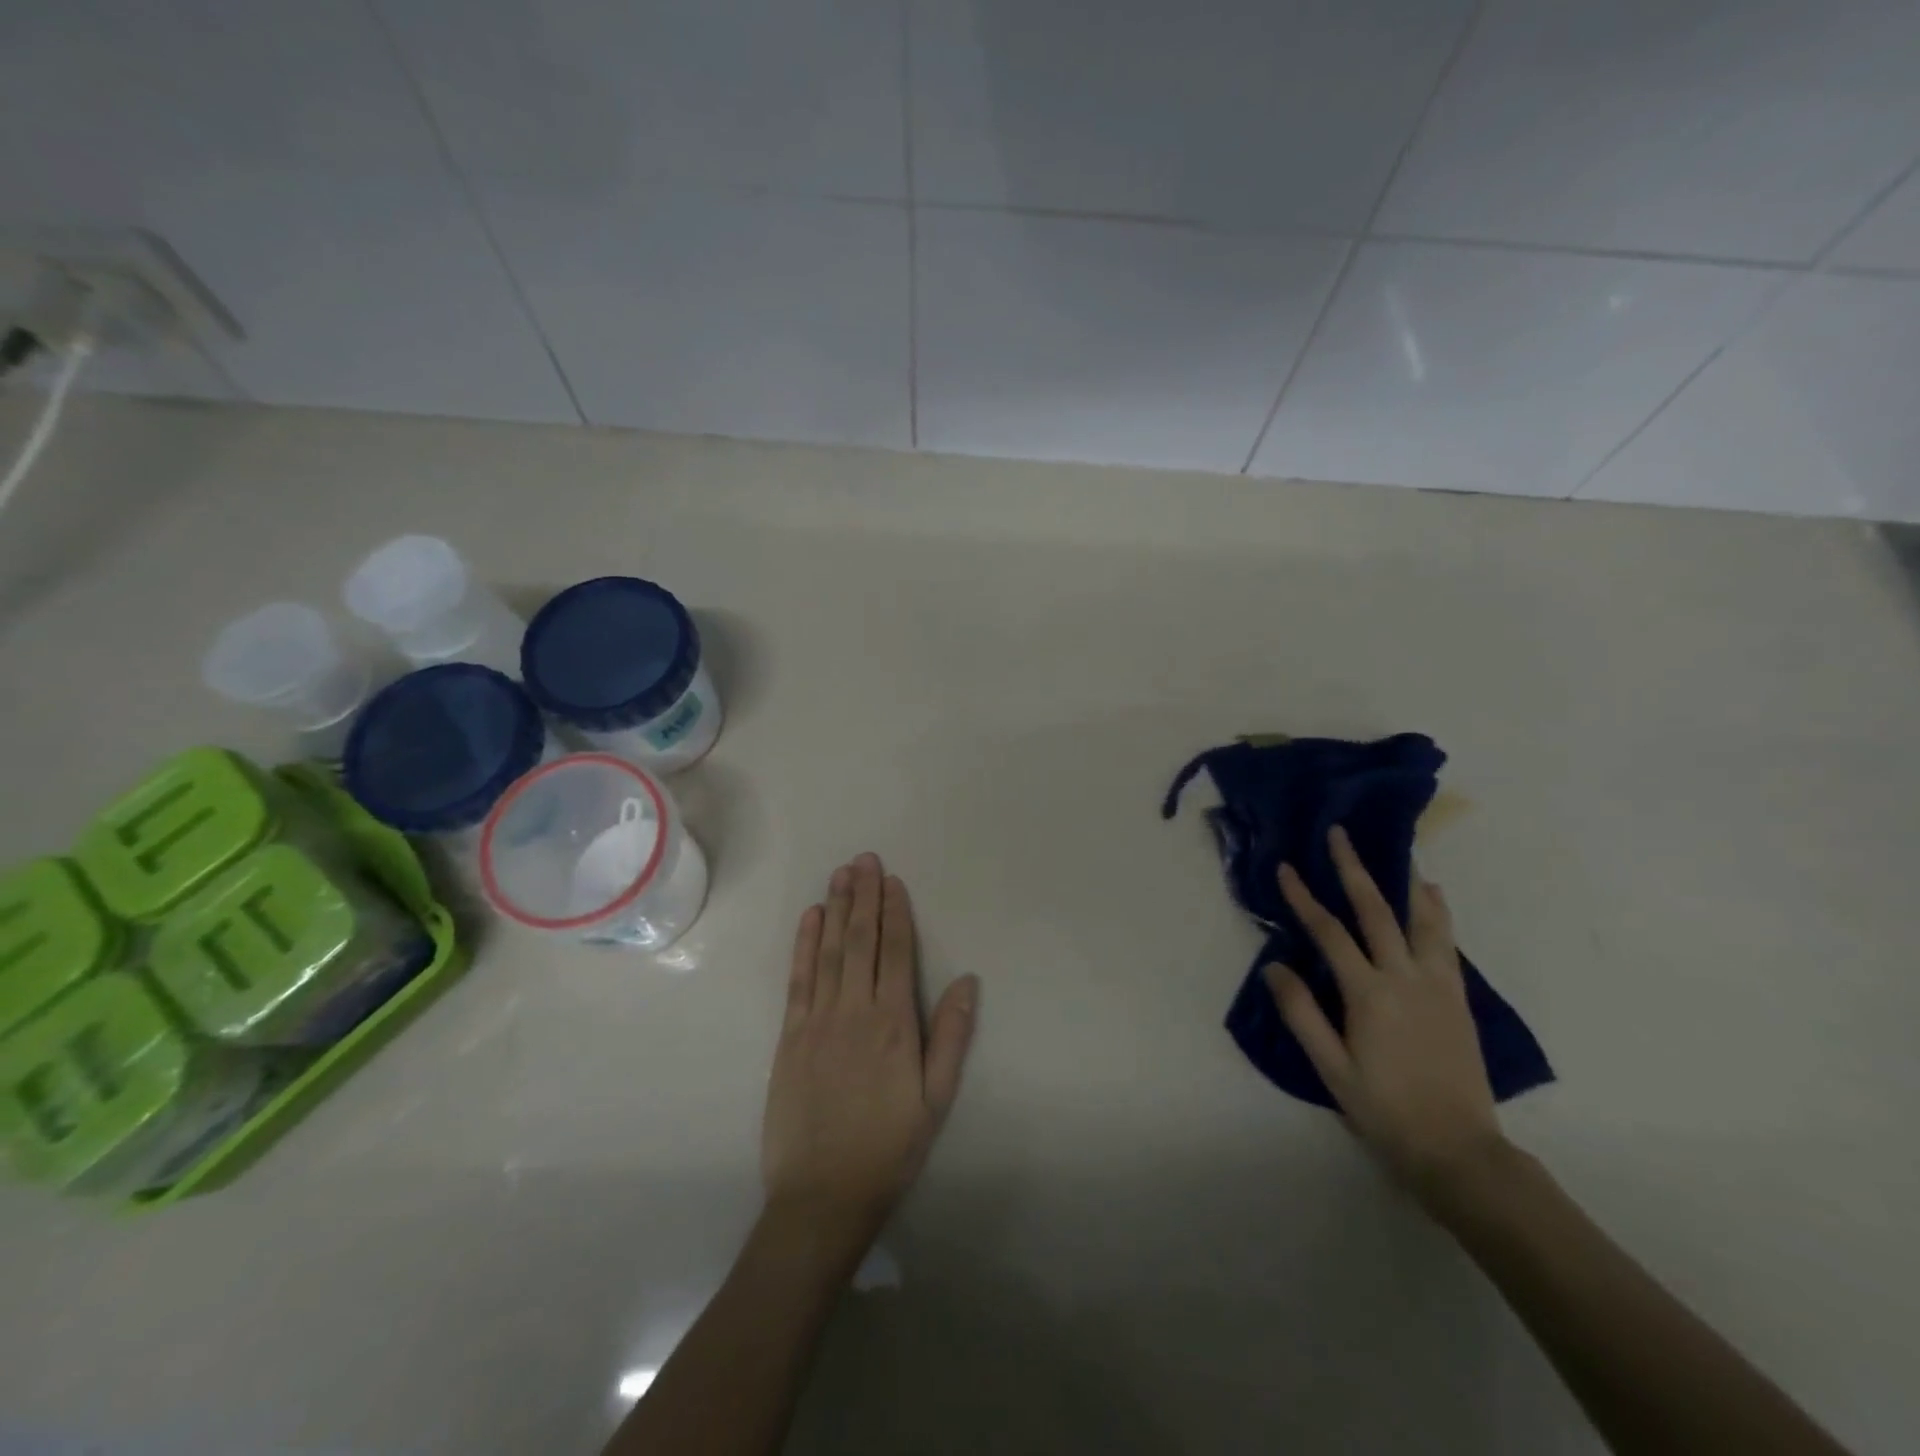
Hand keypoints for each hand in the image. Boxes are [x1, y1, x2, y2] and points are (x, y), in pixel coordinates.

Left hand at [762, 853, 978, 1247]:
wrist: (822, 1196)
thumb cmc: (889, 1147)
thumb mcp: (936, 1099)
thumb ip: (951, 1036)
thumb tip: (968, 980)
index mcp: (894, 1024)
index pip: (895, 952)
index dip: (895, 912)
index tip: (893, 881)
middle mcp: (855, 1010)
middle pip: (861, 940)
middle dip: (864, 896)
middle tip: (865, 859)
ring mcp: (818, 1020)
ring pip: (830, 950)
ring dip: (836, 908)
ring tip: (841, 873)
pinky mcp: (790, 1035)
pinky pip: (799, 978)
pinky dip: (805, 944)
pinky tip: (810, 917)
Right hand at [1265, 827, 1504, 1199]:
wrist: (1459, 1150)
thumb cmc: (1385, 1110)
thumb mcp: (1331, 1068)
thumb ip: (1302, 1014)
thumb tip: (1274, 966)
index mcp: (1369, 994)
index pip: (1329, 932)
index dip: (1304, 898)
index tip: (1287, 868)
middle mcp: (1406, 978)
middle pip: (1377, 911)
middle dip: (1354, 869)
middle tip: (1340, 834)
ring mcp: (1439, 985)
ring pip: (1423, 919)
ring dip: (1405, 882)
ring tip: (1397, 852)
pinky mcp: (1458, 998)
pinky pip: (1447, 941)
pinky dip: (1436, 912)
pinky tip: (1431, 898)